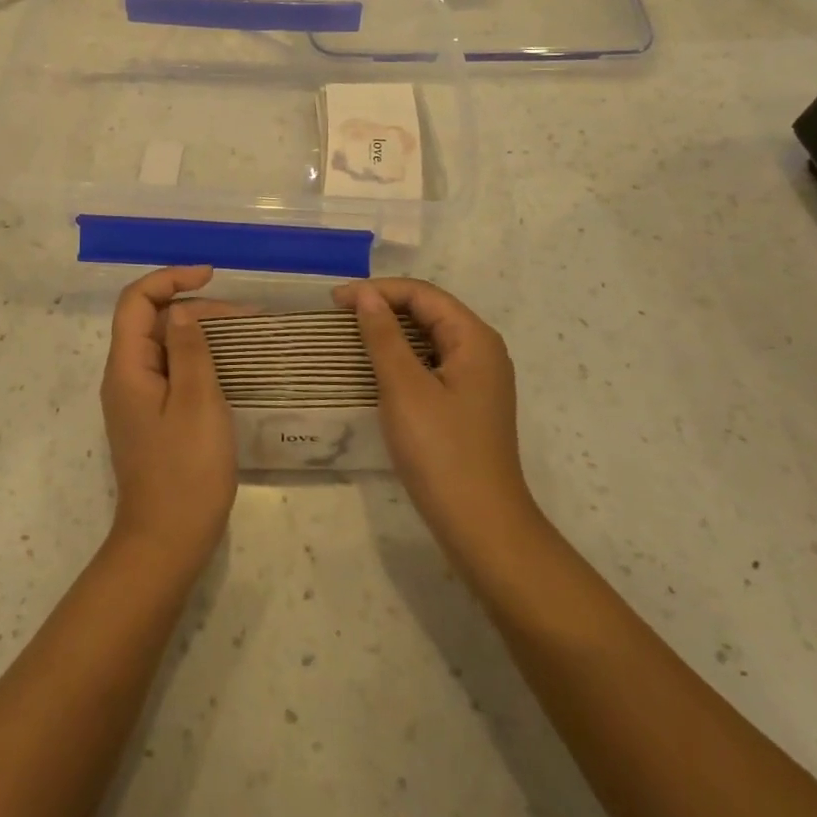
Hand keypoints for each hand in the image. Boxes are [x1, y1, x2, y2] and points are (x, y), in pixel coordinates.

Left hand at [100, 267, 241, 576]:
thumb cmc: (186, 470)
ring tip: (246, 335)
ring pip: (166, 346)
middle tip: (246, 316)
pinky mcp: (153, 418)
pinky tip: (230, 367)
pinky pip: (173, 372)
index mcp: (128, 367)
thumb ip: (190, 349)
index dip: (170, 278)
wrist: (167, 543)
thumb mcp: (197, 402)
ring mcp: (138, 400)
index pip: (137, 301)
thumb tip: (182, 310)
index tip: (211, 275)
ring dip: (201, 333)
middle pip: (153, 321)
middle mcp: (126, 377)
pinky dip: (199, 359)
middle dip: (197, 307)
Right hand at [332, 278, 539, 565]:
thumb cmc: (441, 451)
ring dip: (390, 332)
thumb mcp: (404, 388)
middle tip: (338, 315)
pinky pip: (431, 363)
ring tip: (350, 335)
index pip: (423, 294)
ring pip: (429, 338)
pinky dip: (402, 357)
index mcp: (474, 339)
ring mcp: (477, 379)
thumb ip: (383, 336)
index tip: (334, 300)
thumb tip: (365, 294)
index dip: (377, 290)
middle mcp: (482, 351)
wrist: (481, 526)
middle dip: (384, 306)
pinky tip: (376, 368)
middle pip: (429, 311)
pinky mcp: (467, 403)